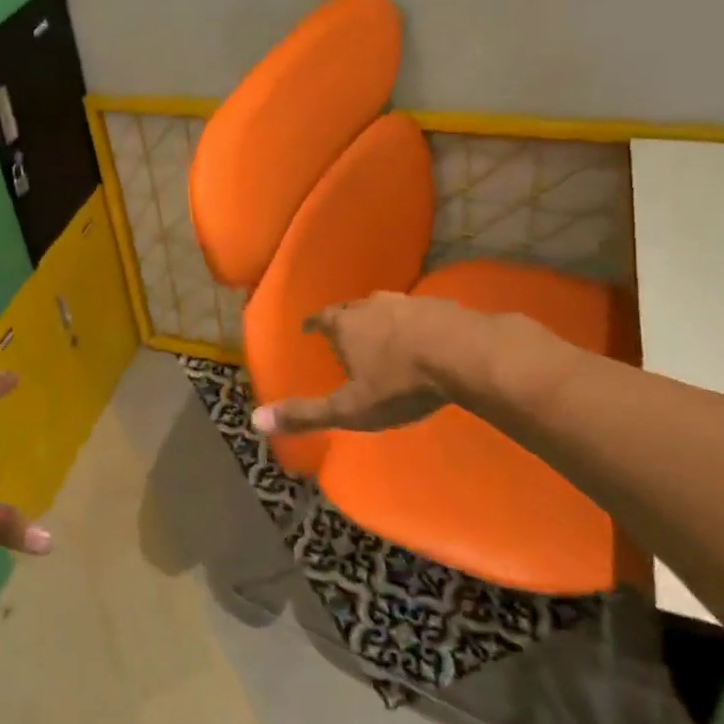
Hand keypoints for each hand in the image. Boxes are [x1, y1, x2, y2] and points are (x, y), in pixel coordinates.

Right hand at [250, 291, 449, 435]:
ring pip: (386, 307)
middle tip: (345, 331)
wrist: (467, 356)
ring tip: (382, 333)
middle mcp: (372, 305)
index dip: (313, 323)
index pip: (321, 318)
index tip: (309, 327)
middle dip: (346, 319)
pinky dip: (415, 323)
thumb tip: (256, 420)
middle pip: (352, 307)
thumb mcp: (350, 409)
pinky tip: (424, 337)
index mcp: (345, 324)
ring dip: (381, 319)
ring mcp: (409, 302)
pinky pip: (420, 313)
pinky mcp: (443, 307)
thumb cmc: (400, 384)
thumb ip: (305, 415)